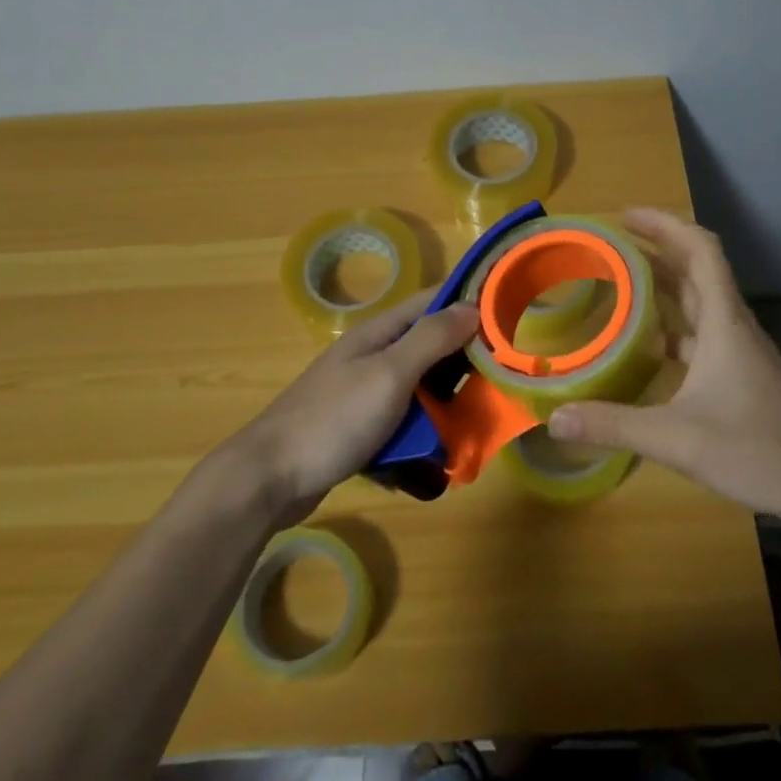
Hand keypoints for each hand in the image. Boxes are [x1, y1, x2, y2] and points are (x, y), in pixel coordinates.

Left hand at [223, 291, 481, 525]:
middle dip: (465, 362)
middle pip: (430, 348)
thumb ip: (430, 339)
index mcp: (379, 334)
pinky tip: (438, 456)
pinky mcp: (360, 428)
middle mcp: (373, 356)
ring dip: (446, 404)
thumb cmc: (333, 419)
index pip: (431, 302)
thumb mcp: (389, 374)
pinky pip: (403, 422)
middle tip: (502, 381)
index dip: (469, 303)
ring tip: (477, 424)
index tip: (510, 315)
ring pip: (420, 389)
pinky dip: (421, 434)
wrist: (270, 478)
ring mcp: (364, 393)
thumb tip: (472, 306)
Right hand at [547, 209, 780, 531]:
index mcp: (724, 323)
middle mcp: (734, 328)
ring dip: (663, 287)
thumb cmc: (759, 450)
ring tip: (619, 286)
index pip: (700, 250)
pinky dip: (673, 328)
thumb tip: (553, 419)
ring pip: (699, 304)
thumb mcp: (677, 438)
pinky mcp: (743, 377)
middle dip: (655, 250)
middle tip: (609, 247)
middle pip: (696, 271)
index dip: (665, 224)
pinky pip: (702, 336)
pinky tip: (648, 348)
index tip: (625, 216)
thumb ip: (614, 425)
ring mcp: (741, 353)